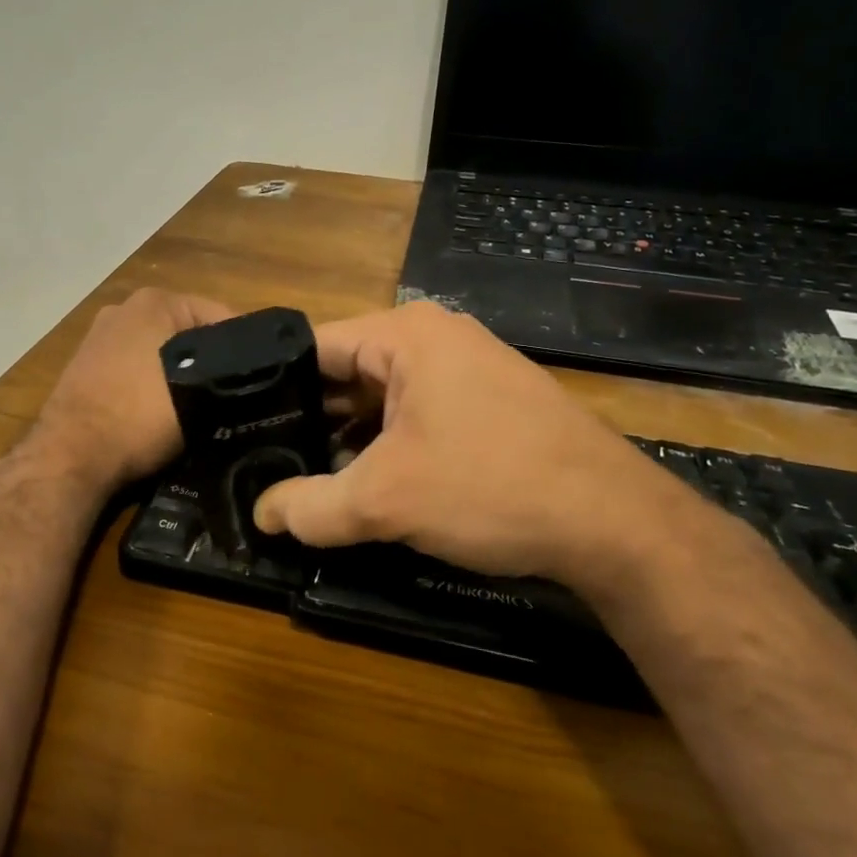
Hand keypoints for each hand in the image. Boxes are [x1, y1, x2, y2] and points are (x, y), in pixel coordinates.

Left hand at [32, 287, 234, 491]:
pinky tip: (159, 411)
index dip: (244, 351)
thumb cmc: (139, 415)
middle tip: (231, 396)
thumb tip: (249, 378)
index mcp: (155, 301)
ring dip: (179, 373)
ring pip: (160, 351)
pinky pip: (134, 368)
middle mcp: (124, 308)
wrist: (71, 456)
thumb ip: (228, 377)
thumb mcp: (198, 395)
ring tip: (200, 407)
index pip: (221, 317)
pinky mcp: (85, 365)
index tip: (257, 383)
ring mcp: (100, 336)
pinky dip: (149, 383)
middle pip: (187, 332)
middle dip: (209, 360)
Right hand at [252, 301, 731, 599]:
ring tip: (307, 477)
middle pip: (348, 372)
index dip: (273, 387)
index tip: (241, 426)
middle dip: (311, 418)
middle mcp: (436, 337)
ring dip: (350, 437)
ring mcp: (468, 368)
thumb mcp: (386, 500)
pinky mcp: (490, 402)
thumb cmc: (490, 487)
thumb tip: (260, 515)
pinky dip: (389, 443)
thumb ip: (311, 506)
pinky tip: (370, 483)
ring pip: (383, 397)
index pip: (315, 346)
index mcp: (405, 333)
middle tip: (266, 460)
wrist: (615, 522)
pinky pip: (419, 413)